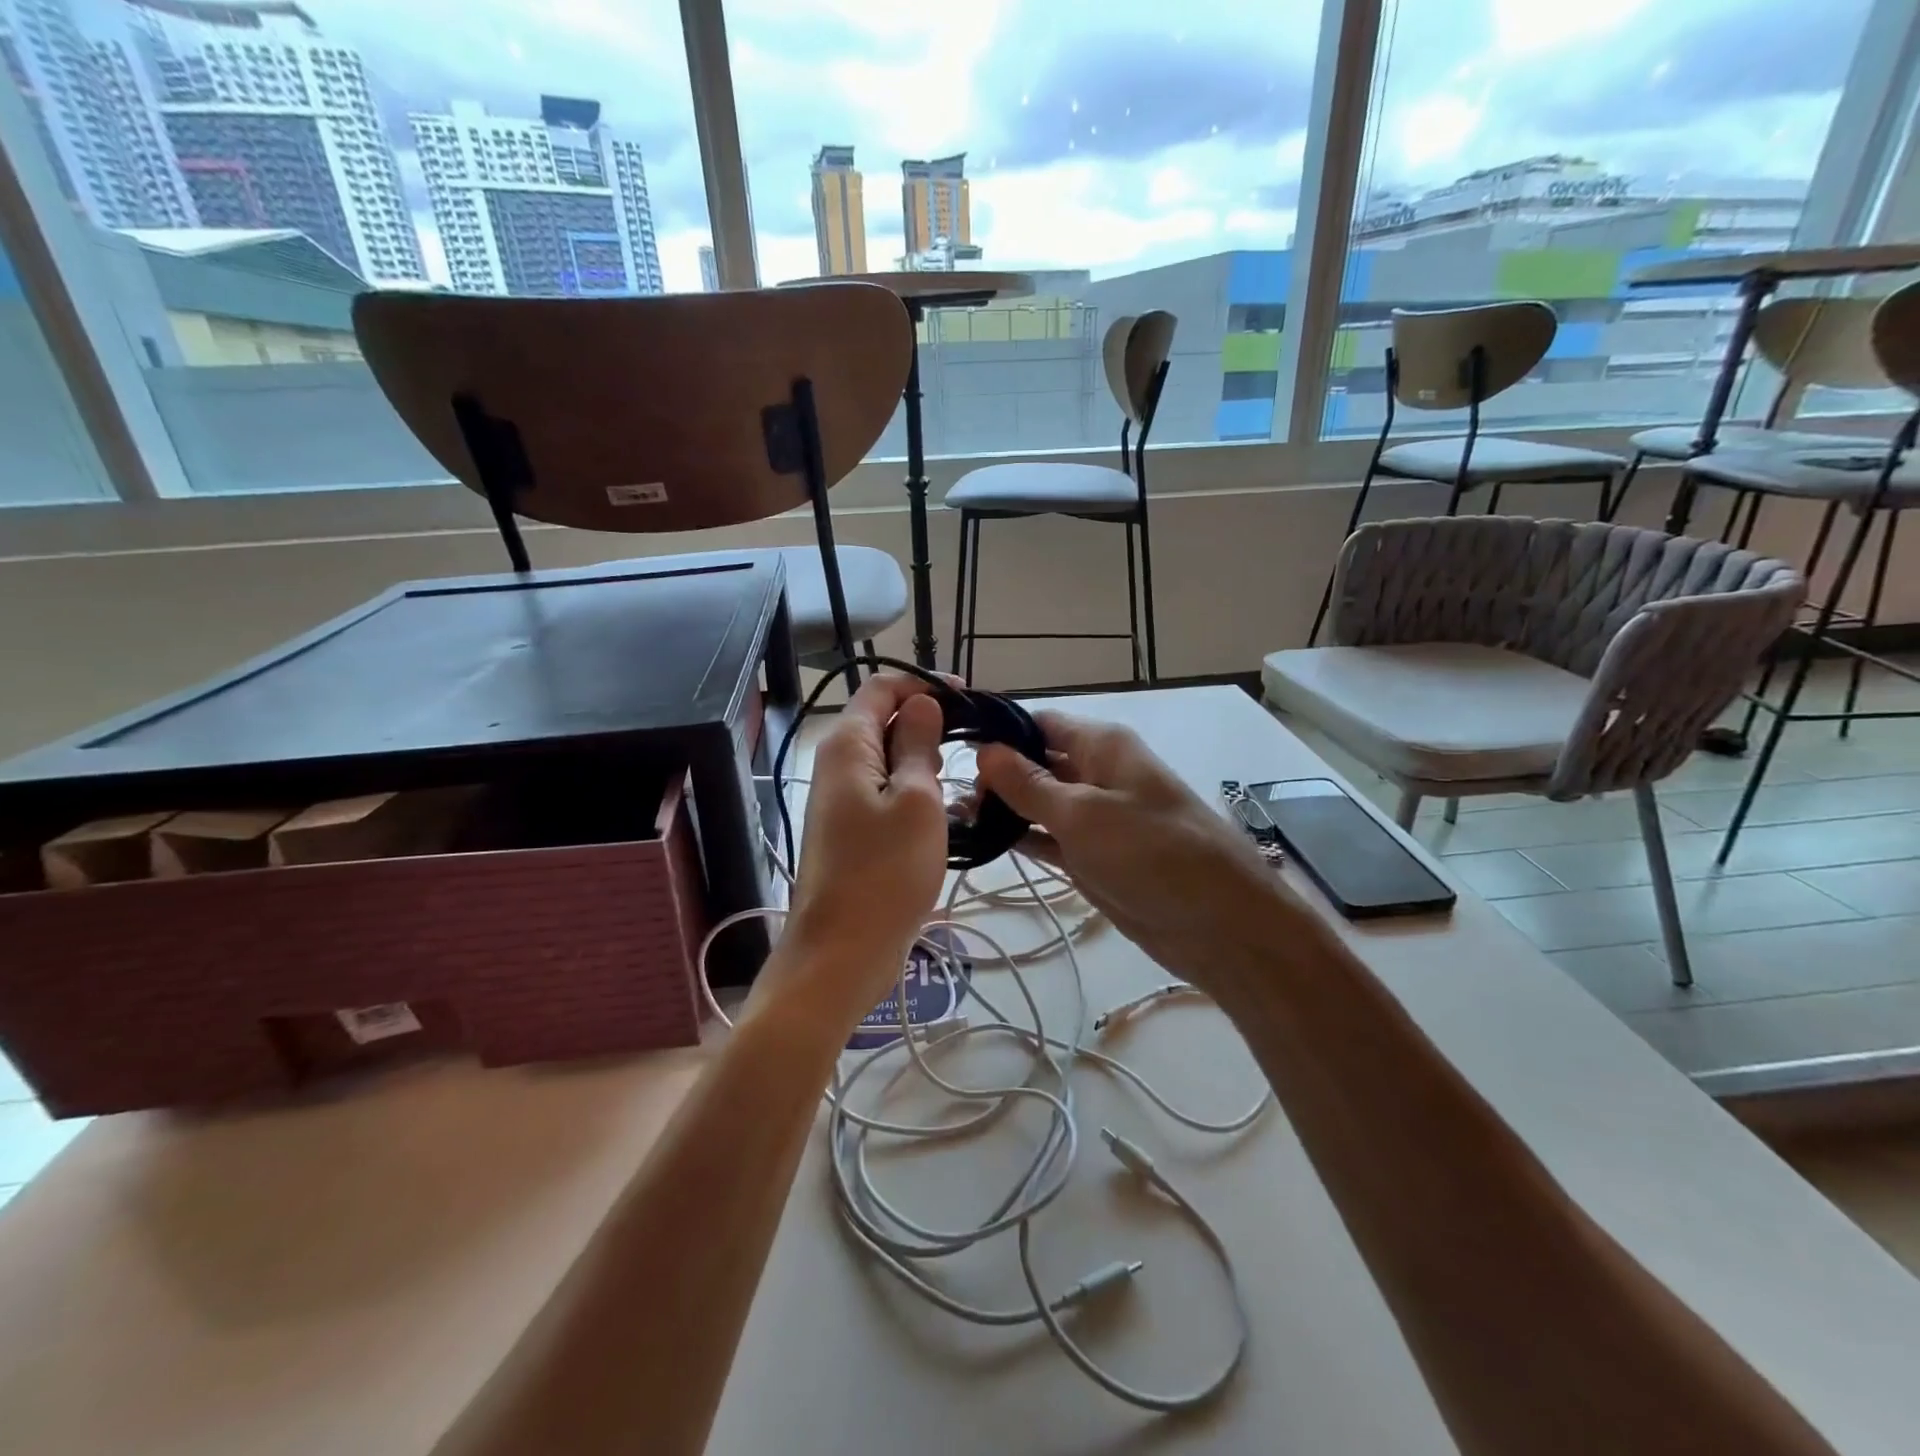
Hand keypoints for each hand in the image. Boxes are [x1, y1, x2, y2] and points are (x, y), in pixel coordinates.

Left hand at [770, 673, 948, 1027]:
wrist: (842, 953)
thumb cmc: (884, 872)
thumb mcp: (915, 800)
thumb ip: (917, 744)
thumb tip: (922, 702)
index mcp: (847, 746)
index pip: (882, 688)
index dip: (924, 685)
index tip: (969, 699)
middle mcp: (838, 765)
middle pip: (884, 722)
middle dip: (928, 725)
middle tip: (972, 748)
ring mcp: (843, 800)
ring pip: (889, 761)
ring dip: (925, 764)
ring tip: (961, 786)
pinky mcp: (853, 830)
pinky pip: (887, 794)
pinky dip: (916, 794)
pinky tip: (946, 814)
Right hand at [975, 712, 1311, 994]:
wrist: (1219, 924)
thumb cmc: (1153, 853)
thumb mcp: (1084, 813)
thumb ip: (1030, 784)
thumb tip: (986, 751)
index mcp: (1102, 746)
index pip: (1039, 724)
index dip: (998, 732)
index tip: (950, 747)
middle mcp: (1097, 774)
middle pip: (1036, 763)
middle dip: (994, 774)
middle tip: (941, 792)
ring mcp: (1095, 818)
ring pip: (1039, 804)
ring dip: (1002, 809)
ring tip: (950, 817)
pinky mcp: (1093, 857)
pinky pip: (1049, 838)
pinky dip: (1021, 839)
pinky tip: (982, 843)